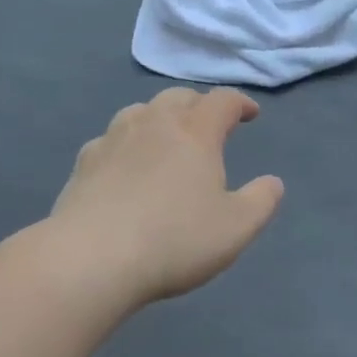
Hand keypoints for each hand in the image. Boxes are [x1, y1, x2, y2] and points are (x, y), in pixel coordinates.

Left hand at [48, 88, 283, 306]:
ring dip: (159, 117)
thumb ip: (261, 201)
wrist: (91, 259)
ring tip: (166, 137)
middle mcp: (154, 124)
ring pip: (140, 111)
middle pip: (179, 97)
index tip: (251, 115)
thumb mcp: (236, 228)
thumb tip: (273, 182)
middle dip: (199, 105)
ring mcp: (114, 140)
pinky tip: (124, 164)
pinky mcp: (84, 163)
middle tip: (209, 124)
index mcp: (195, 133)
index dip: (240, 103)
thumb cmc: (174, 240)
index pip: (222, 101)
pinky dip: (126, 142)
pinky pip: (110, 138)